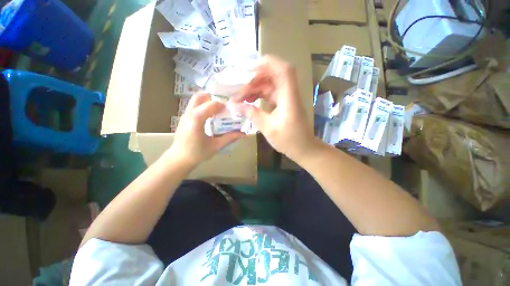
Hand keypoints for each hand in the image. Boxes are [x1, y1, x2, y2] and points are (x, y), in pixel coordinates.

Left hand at [168, 94, 243, 167]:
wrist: (179, 159)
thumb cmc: (198, 153)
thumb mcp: (216, 146)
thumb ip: (229, 138)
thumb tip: (243, 133)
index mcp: (197, 120)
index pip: (211, 105)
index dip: (222, 105)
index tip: (230, 109)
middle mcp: (189, 114)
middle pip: (200, 97)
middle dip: (212, 97)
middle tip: (223, 104)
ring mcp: (184, 115)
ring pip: (195, 100)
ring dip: (207, 100)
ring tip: (218, 108)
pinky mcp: (184, 118)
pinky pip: (194, 106)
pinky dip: (203, 105)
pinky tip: (210, 115)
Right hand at [233, 55, 315, 159]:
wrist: (303, 148)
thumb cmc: (289, 140)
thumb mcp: (268, 129)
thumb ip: (253, 115)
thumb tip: (236, 106)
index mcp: (289, 98)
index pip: (284, 70)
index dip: (268, 63)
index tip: (249, 69)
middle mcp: (289, 93)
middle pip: (272, 75)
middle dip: (254, 80)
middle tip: (238, 91)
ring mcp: (286, 97)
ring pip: (269, 84)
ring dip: (254, 88)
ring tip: (240, 97)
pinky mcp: (283, 103)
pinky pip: (269, 93)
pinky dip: (259, 94)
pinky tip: (248, 100)